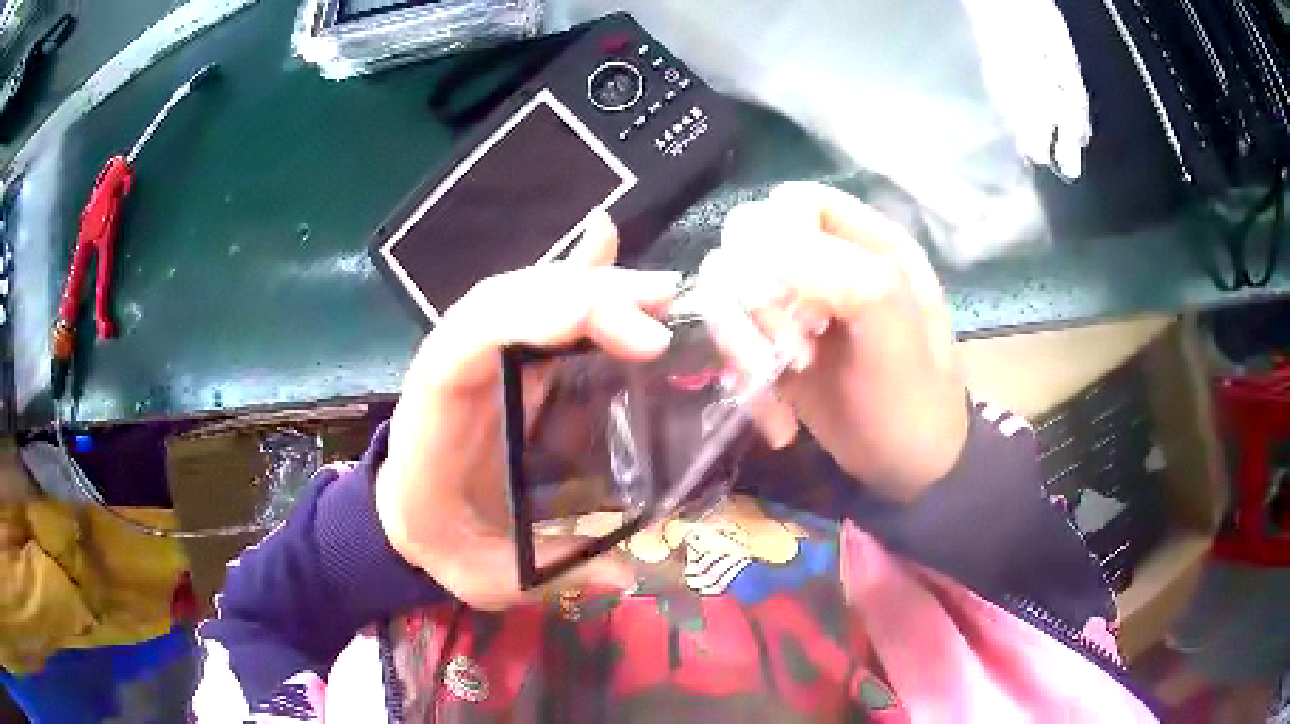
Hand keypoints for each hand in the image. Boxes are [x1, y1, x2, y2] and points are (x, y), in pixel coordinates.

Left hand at [375, 213, 678, 609]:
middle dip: (590, 295)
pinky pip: (537, 306)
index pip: (475, 337)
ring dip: (594, 283)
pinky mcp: (507, 360)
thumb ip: (551, 570)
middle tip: (665, 308)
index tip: (633, 340)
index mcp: (436, 414)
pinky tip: (606, 242)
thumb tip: (628, 572)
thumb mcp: (488, 573)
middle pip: (512, 301)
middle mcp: (455, 366)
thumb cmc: (442, 543)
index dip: (546, 318)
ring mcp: (481, 356)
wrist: (412, 520)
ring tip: (661, 291)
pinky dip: (572, 276)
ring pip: (529, 294)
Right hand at [705, 182, 967, 501]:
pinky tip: (778, 421)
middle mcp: (828, 261)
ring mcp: (796, 303)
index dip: (777, 240)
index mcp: (868, 243)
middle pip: (746, 243)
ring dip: (741, 347)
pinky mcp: (773, 344)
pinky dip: (742, 382)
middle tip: (791, 354)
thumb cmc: (914, 403)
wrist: (907, 472)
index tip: (790, 299)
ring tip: (777, 388)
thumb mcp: (897, 338)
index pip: (793, 202)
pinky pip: (729, 341)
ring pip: (726, 291)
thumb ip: (844, 277)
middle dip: (755, 302)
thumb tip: (760, 252)